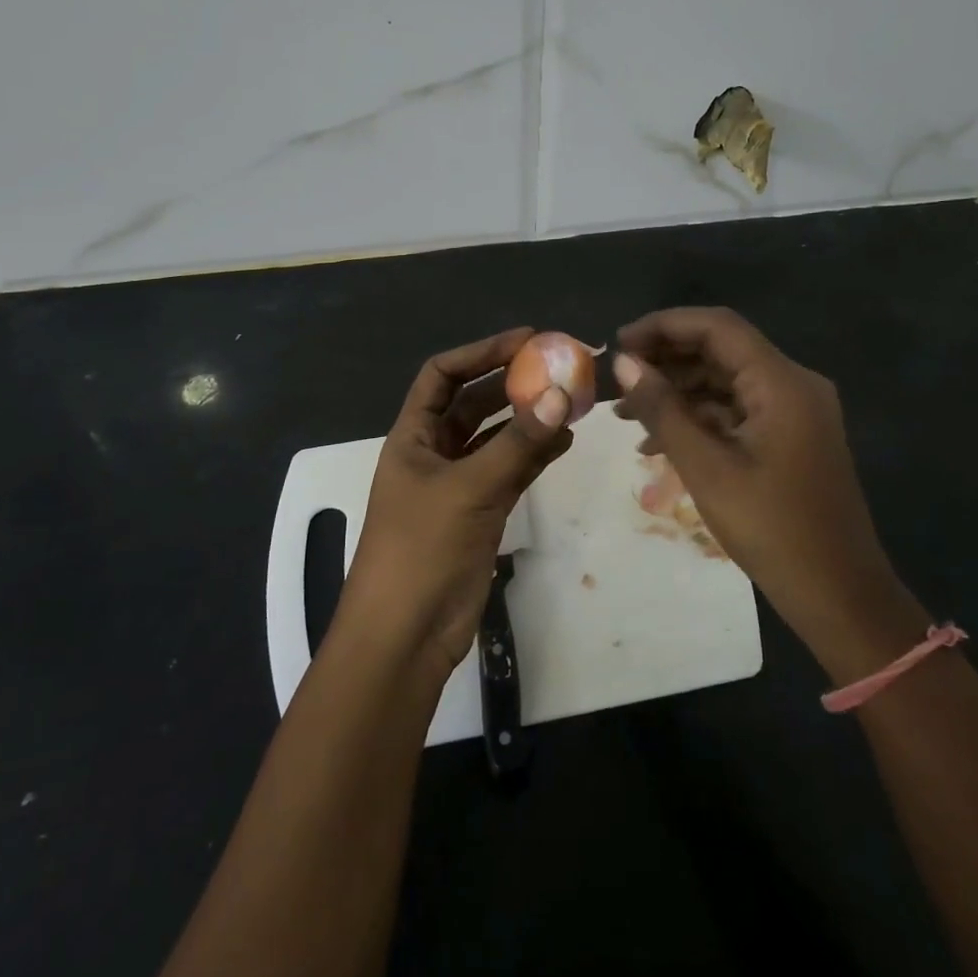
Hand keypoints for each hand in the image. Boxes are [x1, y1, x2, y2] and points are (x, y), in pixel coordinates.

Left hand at [337, 328, 573, 677]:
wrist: (406, 635)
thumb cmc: (422, 550)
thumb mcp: (470, 489)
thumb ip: (518, 443)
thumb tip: (561, 394)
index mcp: (413, 437)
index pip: (443, 375)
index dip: (481, 352)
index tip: (526, 340)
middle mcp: (433, 453)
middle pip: (474, 403)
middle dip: (512, 384)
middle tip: (558, 368)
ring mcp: (457, 484)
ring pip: (497, 438)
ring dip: (529, 419)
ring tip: (571, 402)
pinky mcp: (479, 513)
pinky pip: (510, 470)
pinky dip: (534, 454)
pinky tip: (564, 441)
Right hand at [612, 308, 908, 660]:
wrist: (839, 596)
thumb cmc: (772, 530)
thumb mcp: (706, 468)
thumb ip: (663, 409)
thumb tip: (624, 364)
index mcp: (782, 383)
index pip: (717, 327)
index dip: (663, 326)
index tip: (618, 343)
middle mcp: (792, 385)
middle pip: (720, 350)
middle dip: (665, 361)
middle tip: (617, 380)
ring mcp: (794, 411)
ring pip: (724, 382)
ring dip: (676, 393)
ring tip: (625, 415)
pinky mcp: (789, 437)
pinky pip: (736, 410)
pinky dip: (697, 418)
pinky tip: (657, 442)